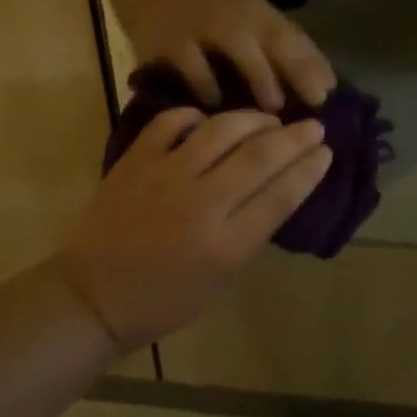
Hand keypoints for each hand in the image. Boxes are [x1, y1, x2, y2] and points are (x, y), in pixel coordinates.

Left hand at [51, 108, 331, 349]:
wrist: (91, 296)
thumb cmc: (162, 300)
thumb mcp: (220, 281)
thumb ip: (249, 232)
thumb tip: (276, 187)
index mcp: (225, 246)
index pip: (281, 196)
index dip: (308, 169)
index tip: (325, 151)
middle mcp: (200, 205)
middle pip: (259, 157)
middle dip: (294, 137)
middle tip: (314, 125)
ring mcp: (165, 176)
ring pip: (221, 130)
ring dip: (253, 119)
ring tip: (269, 118)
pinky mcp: (136, 160)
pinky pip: (172, 122)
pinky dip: (195, 116)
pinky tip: (209, 121)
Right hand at [124, 0, 335, 110]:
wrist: (156, 2)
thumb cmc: (216, 27)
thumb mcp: (252, 32)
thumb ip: (285, 55)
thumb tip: (327, 89)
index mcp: (259, 14)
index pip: (294, 36)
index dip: (313, 64)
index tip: (329, 95)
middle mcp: (235, 13)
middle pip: (273, 35)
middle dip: (295, 68)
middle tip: (311, 103)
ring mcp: (203, 23)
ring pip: (237, 42)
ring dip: (258, 73)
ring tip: (271, 108)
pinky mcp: (171, 40)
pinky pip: (192, 61)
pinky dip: (206, 83)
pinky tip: (215, 105)